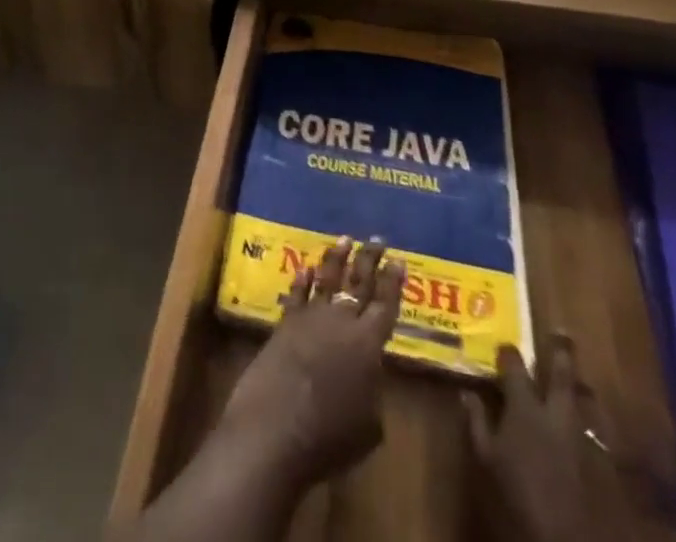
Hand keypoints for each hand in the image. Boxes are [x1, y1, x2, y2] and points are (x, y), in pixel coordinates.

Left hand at [217, 237, 405, 487]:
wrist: (276, 427)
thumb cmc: (330, 436)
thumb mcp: (369, 426)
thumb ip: (373, 392)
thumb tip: (369, 377)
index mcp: (368, 344)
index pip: (386, 305)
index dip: (393, 282)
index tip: (399, 260)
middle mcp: (342, 321)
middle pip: (359, 283)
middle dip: (370, 260)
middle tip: (377, 239)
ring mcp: (311, 318)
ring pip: (328, 279)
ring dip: (337, 258)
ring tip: (345, 239)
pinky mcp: (285, 323)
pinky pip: (297, 294)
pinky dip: (303, 280)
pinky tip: (306, 268)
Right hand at [463, 335, 634, 541]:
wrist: (563, 535)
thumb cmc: (517, 494)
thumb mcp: (487, 459)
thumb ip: (477, 423)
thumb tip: (467, 393)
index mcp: (525, 407)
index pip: (514, 366)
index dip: (508, 352)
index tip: (502, 342)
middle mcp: (555, 412)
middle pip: (560, 373)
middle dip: (560, 351)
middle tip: (561, 331)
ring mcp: (580, 435)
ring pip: (582, 398)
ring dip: (579, 384)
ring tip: (577, 374)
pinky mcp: (598, 458)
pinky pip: (594, 428)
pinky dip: (589, 419)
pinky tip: (586, 419)